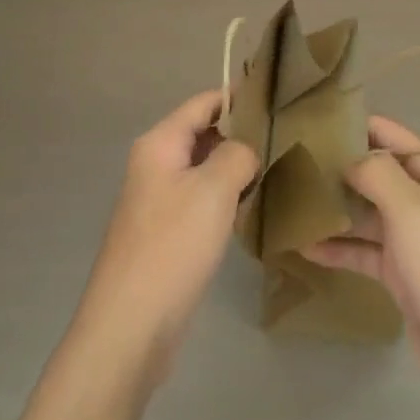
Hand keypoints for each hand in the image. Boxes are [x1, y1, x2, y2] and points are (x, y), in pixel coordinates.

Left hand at [72, 90, 259, 383]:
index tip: (278, 97)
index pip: (203, 103)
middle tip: (288, 137)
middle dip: (241, 134)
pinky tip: (254, 206)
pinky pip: (201, 200)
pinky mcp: (166, 232)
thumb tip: (247, 149)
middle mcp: (155, 164)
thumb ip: (236, 155)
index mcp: (160, 143)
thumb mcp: (213, 190)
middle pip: (202, 134)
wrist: (132, 323)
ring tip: (280, 167)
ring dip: (235, 168)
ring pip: (204, 169)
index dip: (238, 97)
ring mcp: (158, 200)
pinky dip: (225, 197)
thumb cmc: (173, 245)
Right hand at [300, 115, 419, 416]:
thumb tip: (346, 158)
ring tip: (285, 201)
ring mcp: (413, 235)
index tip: (304, 124)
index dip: (348, 125)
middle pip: (371, 171)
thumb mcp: (412, 209)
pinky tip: (302, 246)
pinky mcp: (401, 271)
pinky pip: (362, 248)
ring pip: (364, 210)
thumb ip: (375, 172)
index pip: (386, 133)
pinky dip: (336, 246)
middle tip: (285, 164)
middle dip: (333, 167)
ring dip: (331, 208)